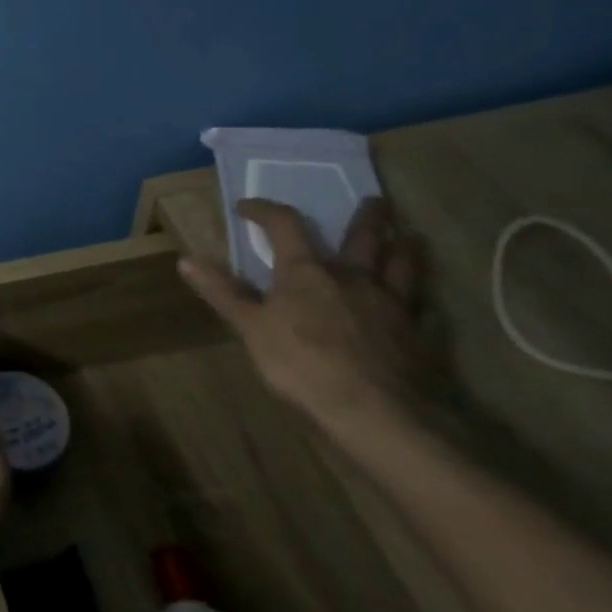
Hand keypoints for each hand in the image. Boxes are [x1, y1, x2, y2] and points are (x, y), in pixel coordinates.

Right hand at [179, 197, 427, 437]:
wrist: (377, 412)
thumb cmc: (302, 363)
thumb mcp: (250, 327)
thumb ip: (223, 292)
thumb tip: (186, 259)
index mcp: (308, 272)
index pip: (285, 226)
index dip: (265, 211)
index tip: (247, 206)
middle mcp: (354, 278)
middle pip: (363, 238)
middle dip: (366, 218)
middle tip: (375, 200)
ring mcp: (393, 306)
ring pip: (404, 266)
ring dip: (405, 248)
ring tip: (409, 237)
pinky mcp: (419, 336)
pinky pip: (425, 311)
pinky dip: (422, 303)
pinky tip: (424, 306)